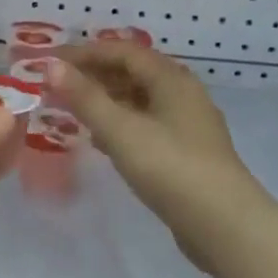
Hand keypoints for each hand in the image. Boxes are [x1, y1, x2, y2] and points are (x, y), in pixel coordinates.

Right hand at [49, 43, 262, 271]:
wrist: (225, 226)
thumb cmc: (170, 168)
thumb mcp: (121, 131)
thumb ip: (85, 97)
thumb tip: (52, 65)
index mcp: (171, 78)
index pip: (122, 51)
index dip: (85, 53)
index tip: (51, 62)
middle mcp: (183, 93)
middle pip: (133, 71)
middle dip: (95, 74)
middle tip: (58, 84)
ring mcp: (188, 124)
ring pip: (140, 99)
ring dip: (107, 99)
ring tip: (74, 109)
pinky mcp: (188, 152)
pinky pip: (147, 123)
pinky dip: (121, 123)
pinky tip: (102, 140)